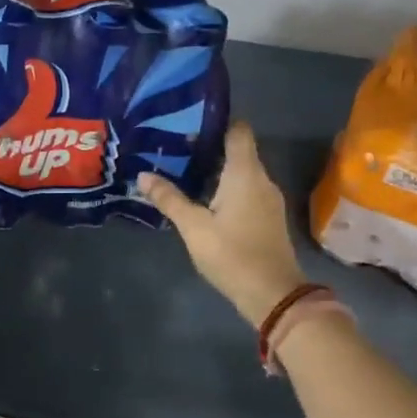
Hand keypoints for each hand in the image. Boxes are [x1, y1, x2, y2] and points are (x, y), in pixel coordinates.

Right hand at [137, 120, 307, 327]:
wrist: (273, 295)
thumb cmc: (232, 254)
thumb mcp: (193, 227)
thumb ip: (169, 199)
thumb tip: (143, 175)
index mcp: (245, 173)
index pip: (238, 131)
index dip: (217, 122)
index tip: (189, 123)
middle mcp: (261, 179)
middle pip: (238, 151)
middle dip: (208, 148)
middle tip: (174, 148)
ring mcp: (268, 199)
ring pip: (241, 173)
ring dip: (216, 171)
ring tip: (183, 171)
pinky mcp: (268, 217)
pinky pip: (246, 190)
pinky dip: (226, 188)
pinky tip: (203, 199)